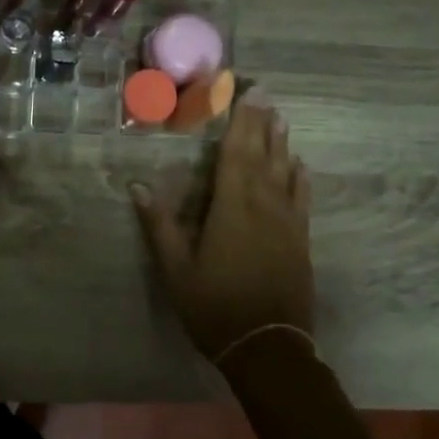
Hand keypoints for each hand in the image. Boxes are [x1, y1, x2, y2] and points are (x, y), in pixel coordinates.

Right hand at [132, 92, 314, 363]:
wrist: (267, 347)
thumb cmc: (214, 306)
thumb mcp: (176, 269)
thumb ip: (159, 225)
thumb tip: (137, 186)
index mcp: (232, 207)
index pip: (236, 153)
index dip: (240, 120)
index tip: (247, 92)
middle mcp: (264, 205)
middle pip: (263, 154)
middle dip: (262, 121)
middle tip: (266, 91)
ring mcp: (287, 222)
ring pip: (285, 171)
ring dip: (282, 142)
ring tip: (281, 117)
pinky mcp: (300, 240)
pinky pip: (301, 198)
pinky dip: (299, 177)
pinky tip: (299, 165)